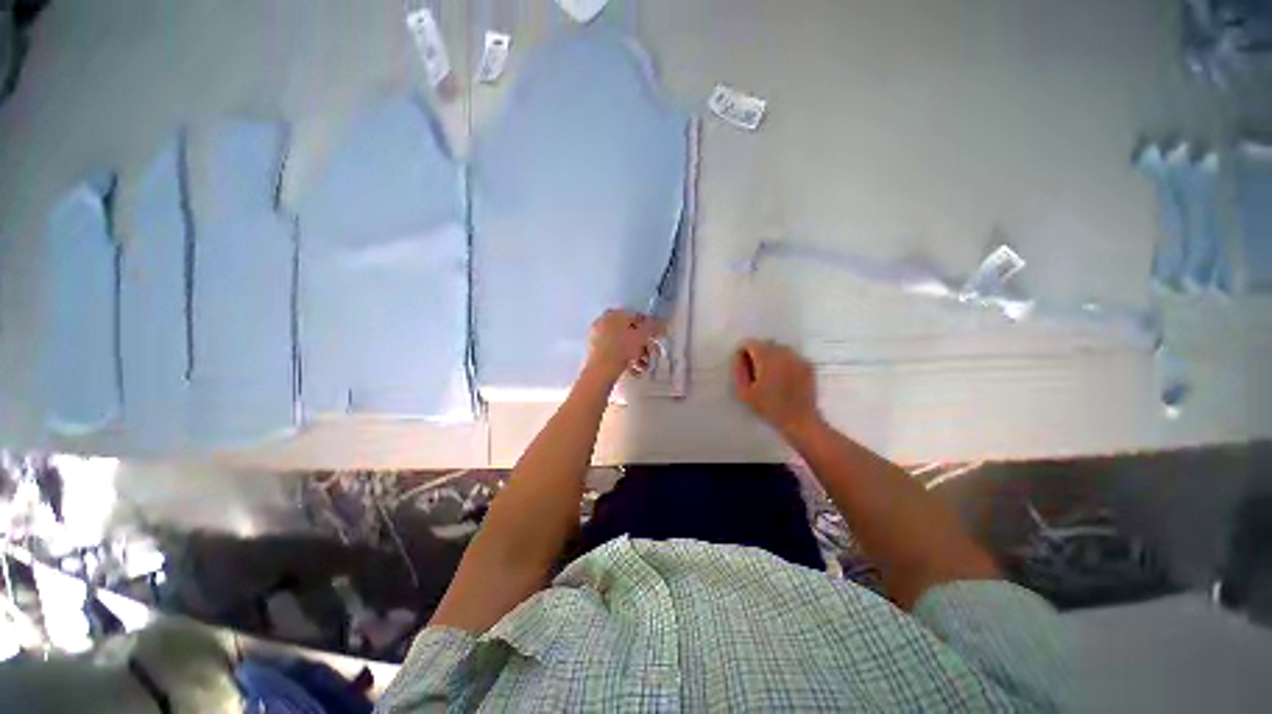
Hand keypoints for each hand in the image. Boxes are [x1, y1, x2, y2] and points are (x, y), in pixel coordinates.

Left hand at [584, 309, 662, 381]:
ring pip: (622, 345)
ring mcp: (597, 339)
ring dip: (636, 355)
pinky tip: (634, 371)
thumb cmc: (622, 348)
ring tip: (643, 366)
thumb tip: (660, 323)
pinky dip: (624, 361)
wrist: (601, 370)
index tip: (654, 337)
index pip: (635, 316)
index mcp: (613, 314)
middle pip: (628, 332)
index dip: (648, 327)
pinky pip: (614, 354)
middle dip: (642, 345)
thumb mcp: (642, 336)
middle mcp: (603, 323)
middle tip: (650, 354)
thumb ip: (653, 327)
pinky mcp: (594, 353)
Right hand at [733, 340, 822, 435]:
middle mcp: (783, 352)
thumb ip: (738, 371)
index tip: (743, 367)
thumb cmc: (769, 407)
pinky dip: (784, 362)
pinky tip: (783, 378)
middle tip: (755, 372)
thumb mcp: (744, 392)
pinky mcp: (808, 365)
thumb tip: (738, 358)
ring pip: (779, 349)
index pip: (750, 343)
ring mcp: (798, 358)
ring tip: (769, 375)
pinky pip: (791, 357)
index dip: (743, 353)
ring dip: (771, 357)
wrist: (799, 420)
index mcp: (766, 357)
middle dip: (757, 354)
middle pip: (765, 344)